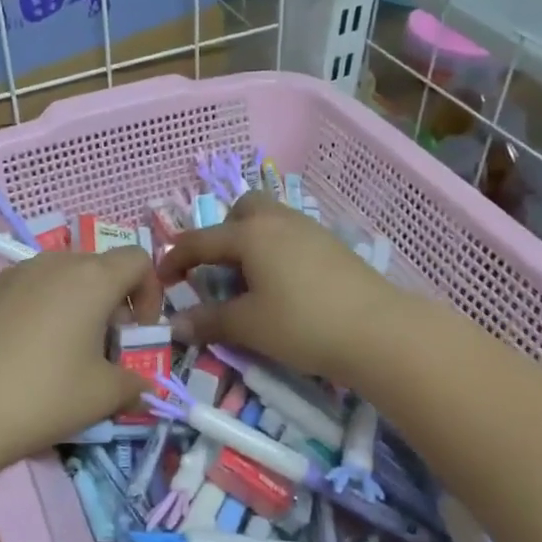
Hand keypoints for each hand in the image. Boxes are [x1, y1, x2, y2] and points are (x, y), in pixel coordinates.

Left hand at [0, 247, 162, 470]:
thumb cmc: (43, 395)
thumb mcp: (103, 396)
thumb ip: (134, 383)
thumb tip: (141, 384)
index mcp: (92, 278)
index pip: (137, 260)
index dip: (149, 293)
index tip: (138, 333)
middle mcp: (54, 263)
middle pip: (99, 268)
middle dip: (112, 304)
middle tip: (104, 349)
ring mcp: (14, 273)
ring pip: (61, 278)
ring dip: (76, 305)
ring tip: (63, 352)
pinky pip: (28, 290)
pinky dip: (41, 310)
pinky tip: (24, 353)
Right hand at [157, 190, 402, 388]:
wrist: (379, 331)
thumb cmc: (303, 324)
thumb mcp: (249, 326)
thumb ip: (209, 321)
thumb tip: (176, 324)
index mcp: (250, 235)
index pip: (200, 240)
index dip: (175, 258)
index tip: (162, 279)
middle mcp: (277, 221)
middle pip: (241, 210)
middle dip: (223, 234)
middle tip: (220, 271)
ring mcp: (309, 230)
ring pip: (270, 220)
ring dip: (251, 241)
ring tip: (251, 280)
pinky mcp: (332, 246)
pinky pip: (291, 236)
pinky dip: (276, 251)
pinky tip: (285, 285)